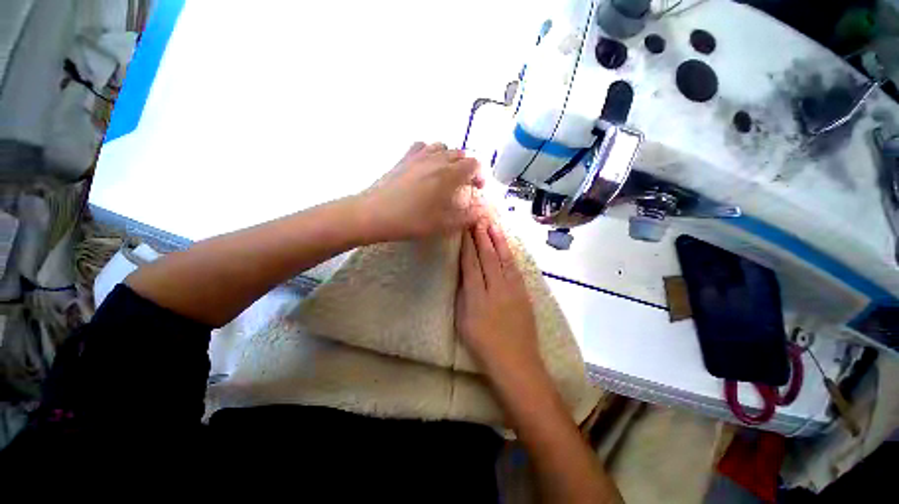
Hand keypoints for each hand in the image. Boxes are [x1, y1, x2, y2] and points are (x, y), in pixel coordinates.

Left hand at [362, 142, 484, 240]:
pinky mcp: (404, 157)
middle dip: (469, 167)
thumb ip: (467, 216)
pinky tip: (428, 165)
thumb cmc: (411, 220)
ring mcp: (419, 155)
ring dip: (451, 159)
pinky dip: (432, 152)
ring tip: (448, 174)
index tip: (478, 189)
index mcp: (449, 174)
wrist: (374, 213)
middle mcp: (437, 159)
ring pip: (444, 147)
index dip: (481, 175)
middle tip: (465, 185)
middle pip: (461, 153)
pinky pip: (424, 146)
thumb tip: (483, 209)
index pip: (475, 163)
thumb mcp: (442, 224)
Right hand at [455, 220, 542, 377]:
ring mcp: (513, 289)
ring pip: (503, 258)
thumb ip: (463, 295)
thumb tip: (464, 274)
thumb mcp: (463, 321)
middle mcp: (495, 288)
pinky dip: (510, 254)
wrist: (515, 361)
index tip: (464, 231)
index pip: (471, 264)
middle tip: (477, 220)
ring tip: (492, 225)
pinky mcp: (524, 292)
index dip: (467, 246)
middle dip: (481, 237)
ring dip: (497, 240)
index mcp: (476, 296)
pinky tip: (507, 245)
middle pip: (487, 257)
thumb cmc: (483, 345)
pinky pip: (515, 268)